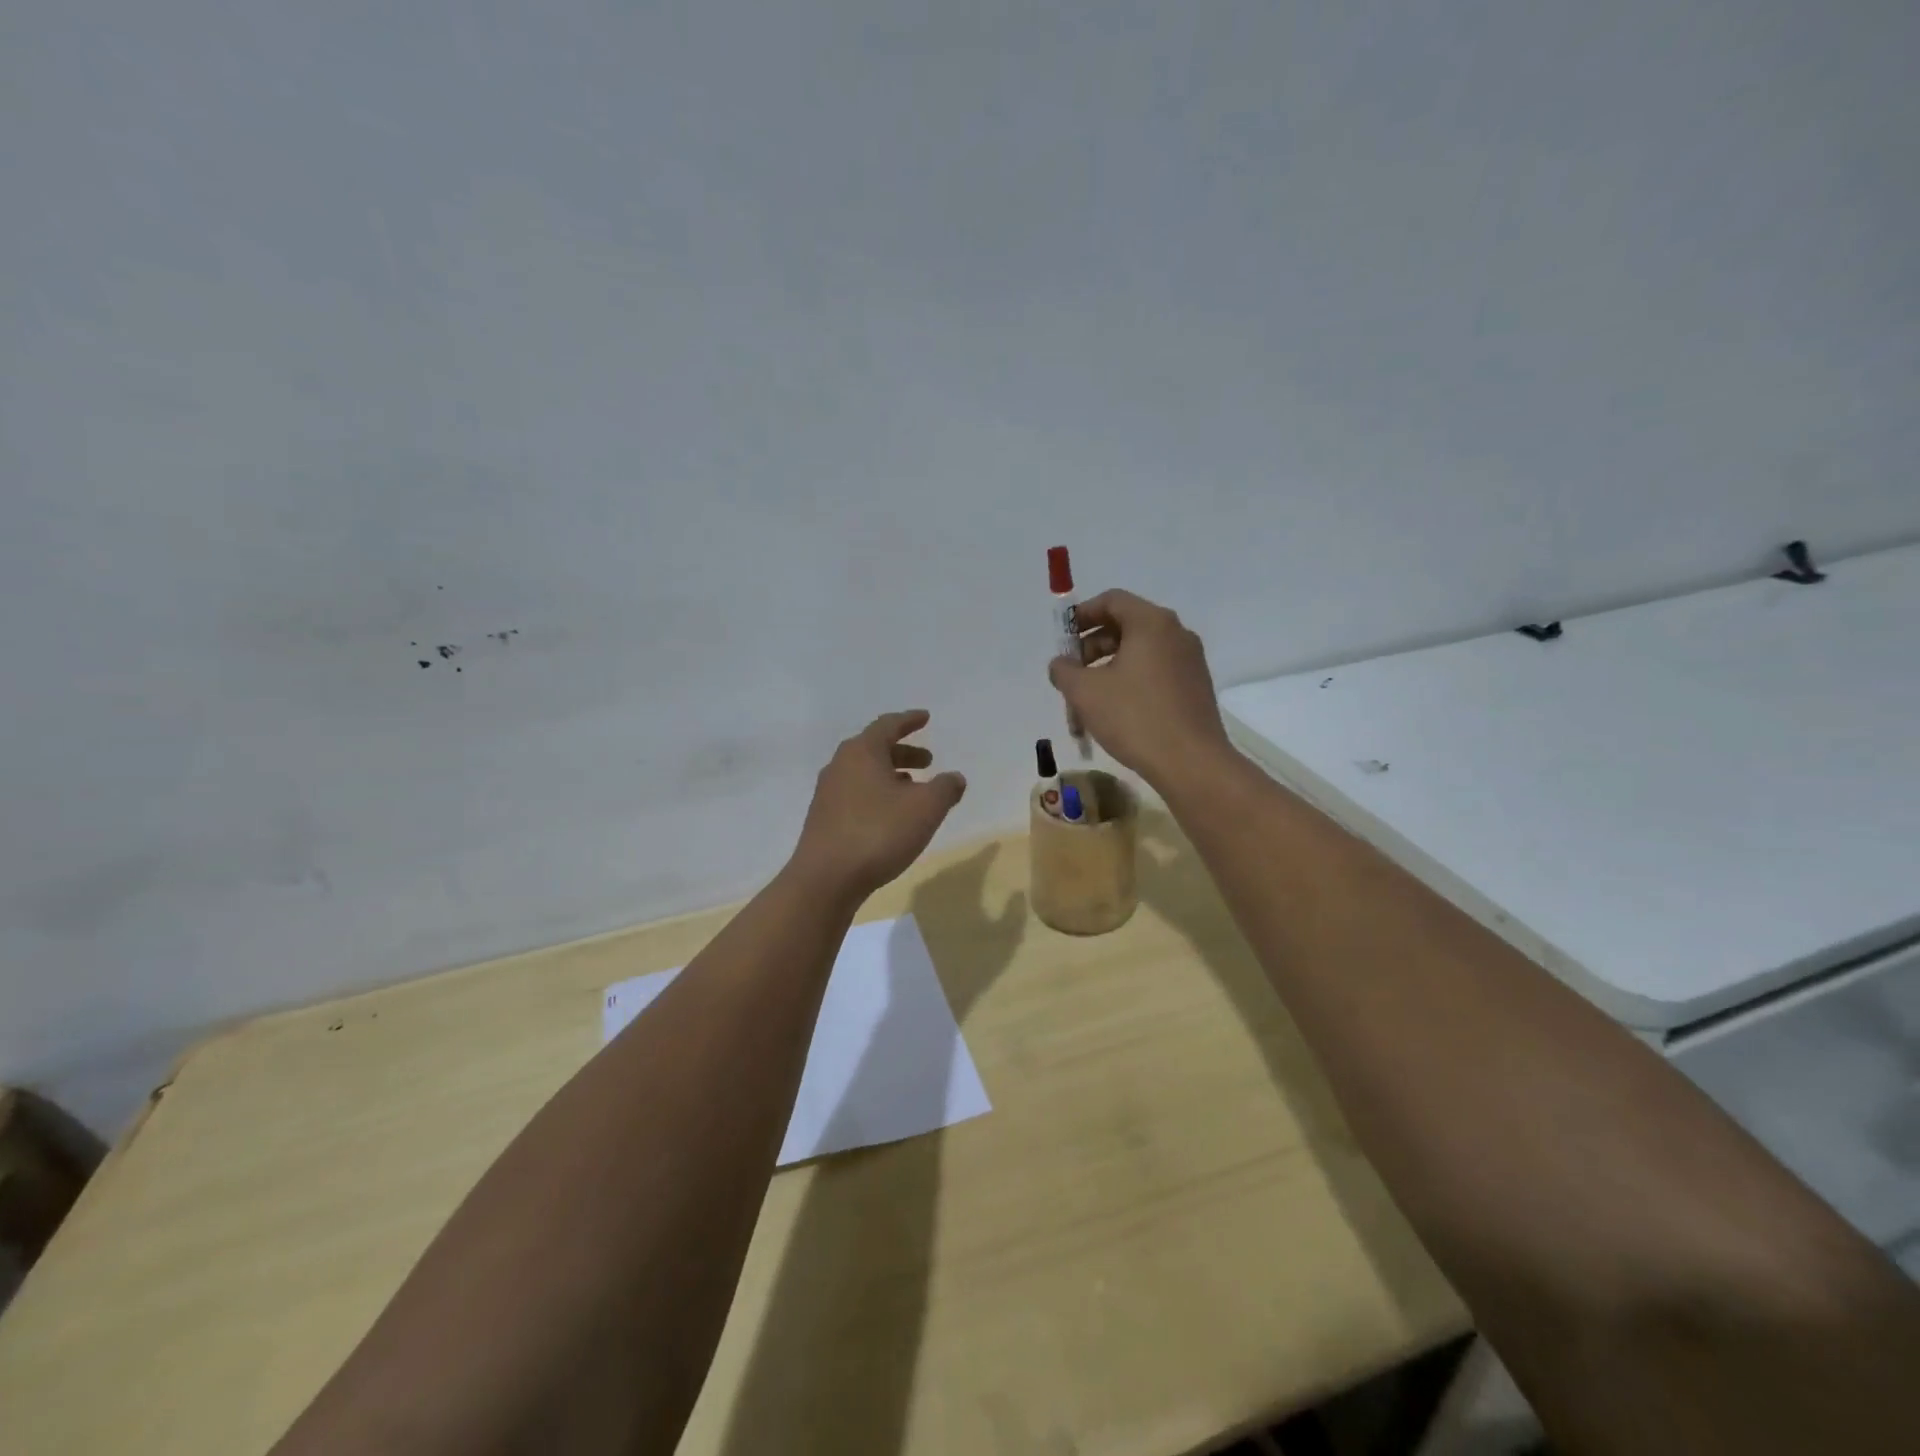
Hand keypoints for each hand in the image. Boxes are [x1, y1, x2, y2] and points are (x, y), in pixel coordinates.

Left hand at [789, 710, 966, 903]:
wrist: (826, 879)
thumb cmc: (879, 833)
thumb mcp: (925, 808)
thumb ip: (945, 788)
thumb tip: (955, 778)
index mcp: (862, 752)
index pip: (888, 725)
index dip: (909, 721)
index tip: (925, 718)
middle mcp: (840, 765)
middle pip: (875, 749)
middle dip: (904, 752)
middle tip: (928, 761)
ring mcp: (828, 793)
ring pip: (864, 773)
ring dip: (891, 775)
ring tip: (914, 789)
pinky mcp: (824, 818)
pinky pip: (856, 794)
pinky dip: (877, 794)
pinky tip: (890, 814)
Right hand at [1048, 590, 1231, 787]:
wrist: (1191, 763)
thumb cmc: (1134, 717)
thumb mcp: (1085, 692)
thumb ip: (1064, 670)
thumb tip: (1061, 664)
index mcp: (1151, 623)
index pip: (1112, 600)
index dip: (1082, 615)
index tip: (1062, 639)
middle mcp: (1176, 634)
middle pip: (1125, 627)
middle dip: (1091, 649)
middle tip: (1071, 676)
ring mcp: (1189, 661)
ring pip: (1139, 654)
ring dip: (1107, 671)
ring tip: (1087, 703)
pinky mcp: (1195, 687)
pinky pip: (1155, 673)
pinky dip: (1129, 683)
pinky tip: (1114, 714)